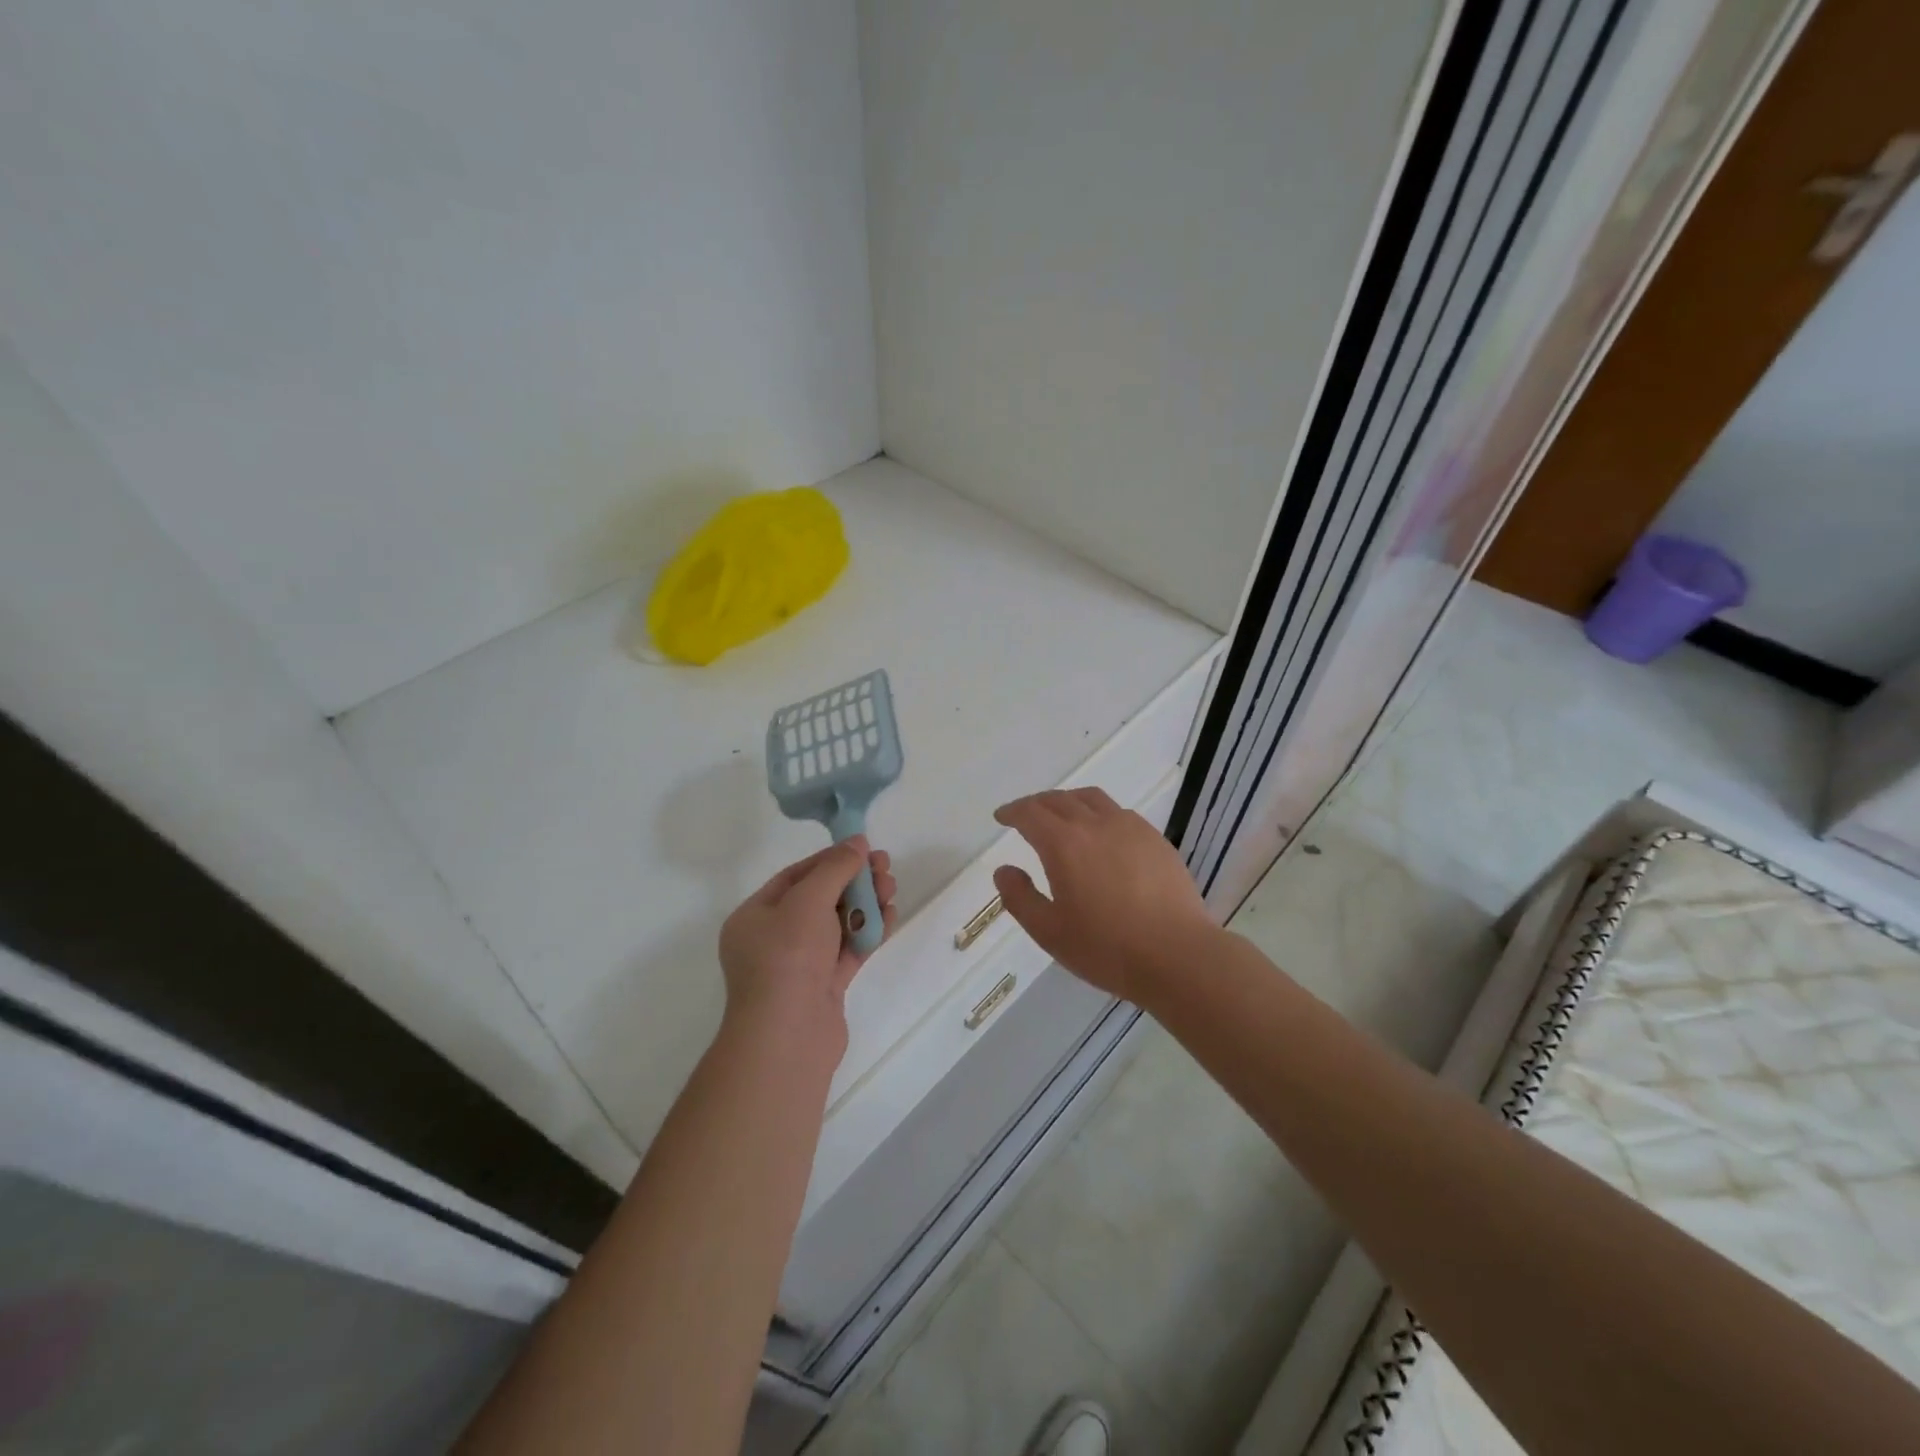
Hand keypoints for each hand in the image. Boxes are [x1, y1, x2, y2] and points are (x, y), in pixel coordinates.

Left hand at [718, 838, 895, 1058]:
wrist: (789, 1037)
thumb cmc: (788, 958)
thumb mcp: (808, 900)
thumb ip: (835, 868)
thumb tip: (857, 842)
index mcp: (755, 917)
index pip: (795, 877)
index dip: (830, 859)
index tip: (863, 849)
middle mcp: (773, 939)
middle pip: (820, 899)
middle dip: (854, 881)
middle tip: (885, 868)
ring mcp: (800, 966)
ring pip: (837, 925)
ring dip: (865, 905)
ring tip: (892, 890)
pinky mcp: (824, 987)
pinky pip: (849, 950)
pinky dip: (868, 933)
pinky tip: (889, 917)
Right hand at [992, 789, 1213, 1005]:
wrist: (1177, 955)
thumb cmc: (1106, 948)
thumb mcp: (1049, 932)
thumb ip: (1020, 898)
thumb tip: (1004, 870)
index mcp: (1064, 844)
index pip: (1030, 813)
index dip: (1012, 812)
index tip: (1002, 817)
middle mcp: (1096, 824)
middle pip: (1059, 799)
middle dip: (1037, 804)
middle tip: (1026, 816)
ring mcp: (1130, 828)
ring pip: (1092, 798)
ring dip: (1069, 801)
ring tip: (1063, 816)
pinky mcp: (1155, 840)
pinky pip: (1119, 812)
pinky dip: (1099, 813)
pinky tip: (1102, 835)